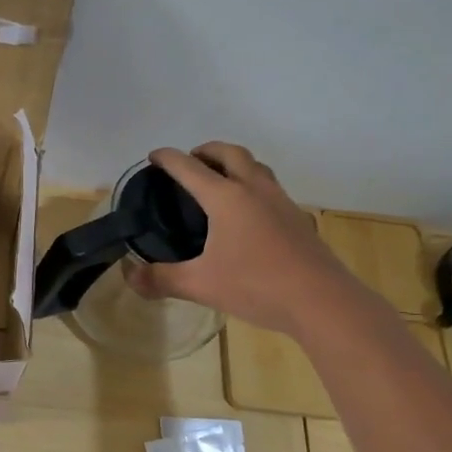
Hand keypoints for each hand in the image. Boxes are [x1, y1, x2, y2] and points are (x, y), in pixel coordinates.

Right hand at [127, 142, 346, 331]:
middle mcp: (254, 190)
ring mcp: (281, 202)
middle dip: (206, 150)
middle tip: (190, 161)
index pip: (190, 168)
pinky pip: (270, 188)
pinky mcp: (298, 219)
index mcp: (226, 198)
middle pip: (230, 153)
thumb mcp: (200, 285)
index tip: (153, 157)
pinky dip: (252, 185)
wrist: (322, 301)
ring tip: (219, 180)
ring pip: (256, 167)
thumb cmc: (256, 286)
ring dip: (234, 163)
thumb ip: (161, 279)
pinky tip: (249, 213)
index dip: (168, 159)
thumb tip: (130, 277)